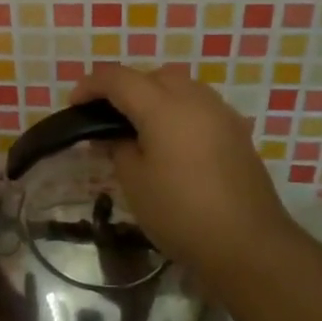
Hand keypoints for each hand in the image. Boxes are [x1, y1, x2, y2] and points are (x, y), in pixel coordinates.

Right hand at [72, 64, 299, 287]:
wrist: (248, 244)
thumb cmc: (181, 213)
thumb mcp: (135, 182)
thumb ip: (118, 148)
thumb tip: (115, 135)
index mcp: (164, 107)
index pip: (119, 78)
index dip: (91, 85)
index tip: (74, 104)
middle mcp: (195, 99)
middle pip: (153, 76)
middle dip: (125, 87)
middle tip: (106, 116)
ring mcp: (221, 114)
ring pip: (180, 87)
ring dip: (155, 96)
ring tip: (138, 127)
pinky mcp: (237, 133)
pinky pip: (199, 106)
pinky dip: (178, 111)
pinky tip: (171, 141)